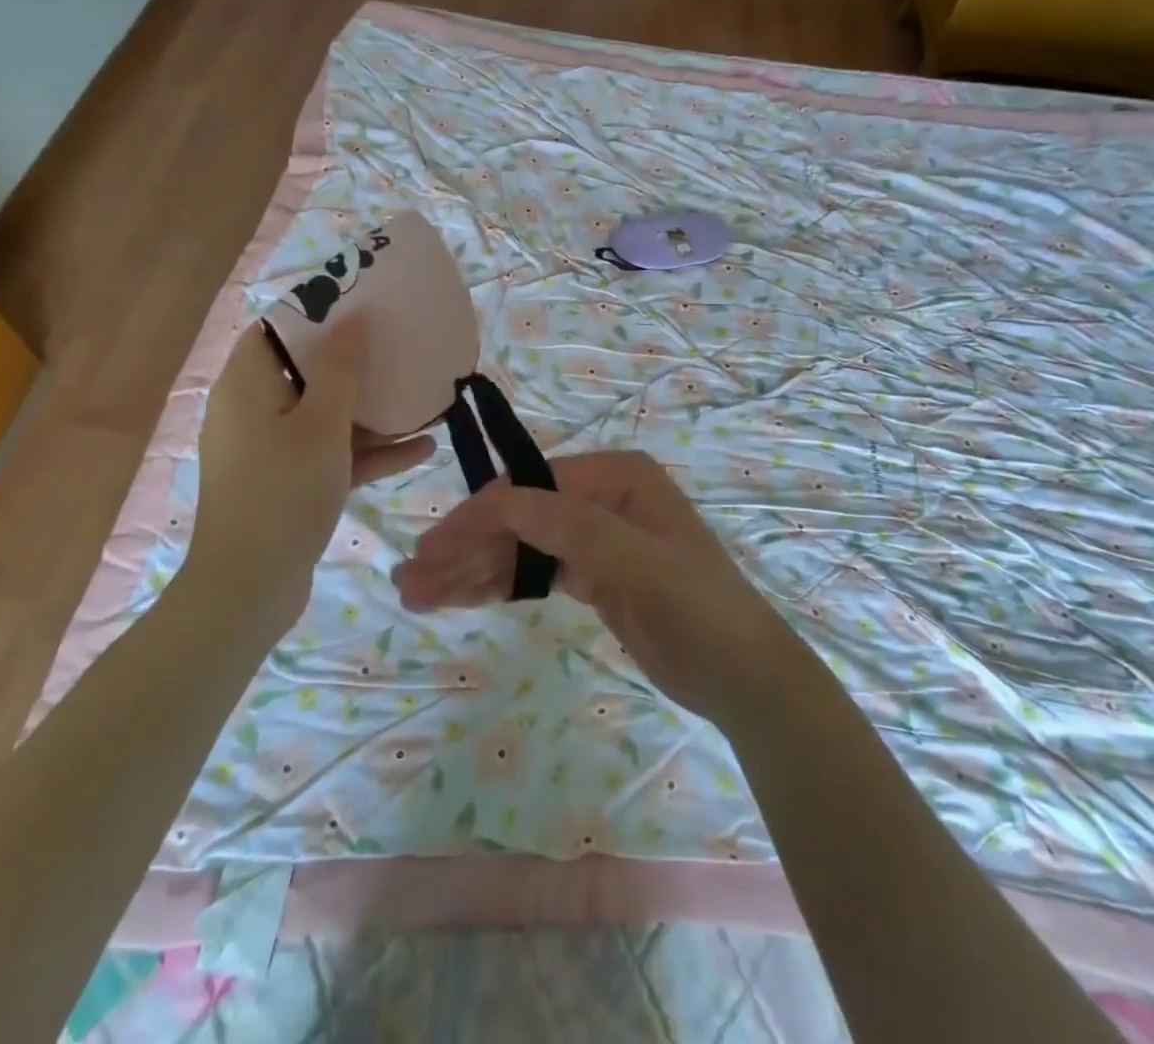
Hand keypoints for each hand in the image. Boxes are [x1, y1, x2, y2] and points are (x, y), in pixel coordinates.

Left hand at [192, 321, 434, 636]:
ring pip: (324, 415)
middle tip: (398, 348)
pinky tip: (422, 449)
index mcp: (247, 384)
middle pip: (306, 371)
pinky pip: (330, 454)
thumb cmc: (283, 491)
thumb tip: (351, 319)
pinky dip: (367, 451)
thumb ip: (340, 369)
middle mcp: (253, 410)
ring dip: (370, 411)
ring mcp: (271, 450)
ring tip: (420, 399)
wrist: (250, 589)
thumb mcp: (321, 424)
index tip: (363, 308)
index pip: (276, 329)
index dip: (317, 313)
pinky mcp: (288, 483)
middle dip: (355, 364)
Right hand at [393, 450, 796, 725]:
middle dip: (464, 549)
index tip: (429, 554)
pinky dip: (498, 585)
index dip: (476, 520)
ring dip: (471, 570)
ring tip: (417, 595)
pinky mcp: (592, 575)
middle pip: (517, 519)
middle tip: (410, 581)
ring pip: (520, 548)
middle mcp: (600, 497)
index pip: (528, 491)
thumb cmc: (698, 610)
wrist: (743, 677)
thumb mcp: (637, 564)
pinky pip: (534, 573)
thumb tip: (499, 497)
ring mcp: (595, 536)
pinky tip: (459, 598)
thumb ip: (570, 527)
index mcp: (614, 477)